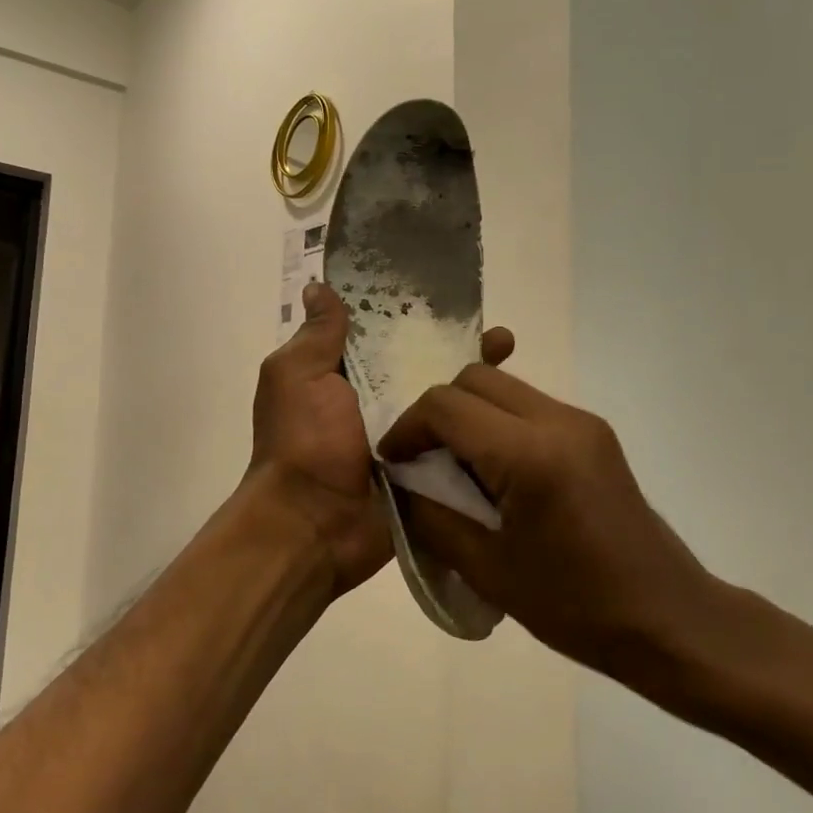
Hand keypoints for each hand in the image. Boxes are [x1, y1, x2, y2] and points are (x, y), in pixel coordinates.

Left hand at [248, 283, 512, 598]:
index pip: (386, 336)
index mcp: (344, 378)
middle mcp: (377, 404)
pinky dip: (482, 424)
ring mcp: (406, 438)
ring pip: (448, 402)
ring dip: (478, 380)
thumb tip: (318, 287)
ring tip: (510, 354)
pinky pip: (457, 441)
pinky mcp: (427, 469)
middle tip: (499, 335)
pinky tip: (516, 403)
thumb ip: (316, 337)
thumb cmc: (303, 442)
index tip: (450, 297)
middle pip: (425, 367)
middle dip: (460, 346)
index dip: (415, 316)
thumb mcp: (297, 377)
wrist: (314, 525)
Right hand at [379, 365, 710, 674]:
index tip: (394, 464)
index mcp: (530, 454)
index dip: (408, 428)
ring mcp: (583, 422)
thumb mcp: (487, 569)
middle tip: (424, 462)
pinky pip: (530, 408)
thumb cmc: (575, 606)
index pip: (447, 405)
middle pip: (476, 379)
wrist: (666, 618)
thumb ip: (433, 515)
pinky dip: (499, 426)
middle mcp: (559, 420)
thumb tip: (402, 482)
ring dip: (470, 416)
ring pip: (504, 388)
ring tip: (459, 471)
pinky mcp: (595, 433)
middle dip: (438, 413)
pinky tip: (498, 475)